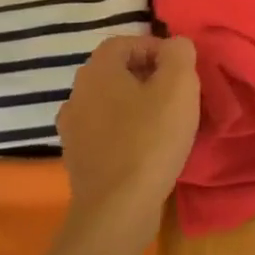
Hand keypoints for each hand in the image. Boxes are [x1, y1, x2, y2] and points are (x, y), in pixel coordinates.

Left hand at [57, 35, 199, 247]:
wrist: (117, 211)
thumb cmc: (150, 140)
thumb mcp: (179, 86)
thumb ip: (179, 53)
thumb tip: (175, 46)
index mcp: (96, 71)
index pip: (126, 42)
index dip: (156, 49)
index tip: (181, 71)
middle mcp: (76, 94)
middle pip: (117, 73)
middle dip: (149, 78)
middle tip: (178, 97)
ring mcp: (73, 130)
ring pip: (111, 104)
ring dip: (138, 107)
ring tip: (167, 125)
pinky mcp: (78, 160)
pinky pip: (106, 133)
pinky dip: (127, 134)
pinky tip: (149, 151)